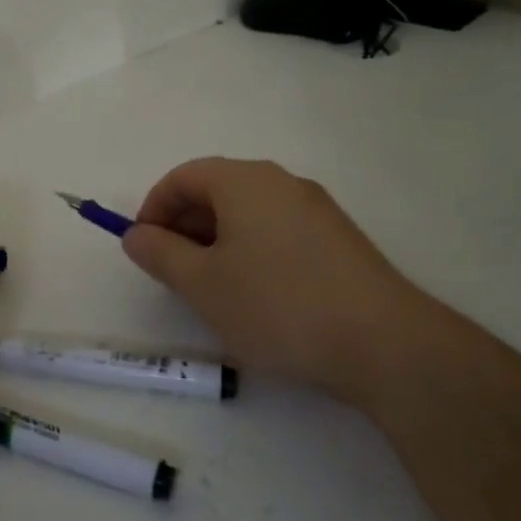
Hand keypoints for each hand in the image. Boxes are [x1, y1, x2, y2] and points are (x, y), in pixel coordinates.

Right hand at [120, 157, 430, 407]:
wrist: (384, 343)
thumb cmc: (276, 305)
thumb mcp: (201, 284)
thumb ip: (159, 253)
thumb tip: (136, 234)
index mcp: (244, 181)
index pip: (183, 177)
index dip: (153, 208)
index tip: (143, 248)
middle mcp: (282, 183)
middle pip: (216, 190)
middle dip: (184, 226)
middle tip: (172, 273)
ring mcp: (316, 210)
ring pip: (248, 213)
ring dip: (216, 242)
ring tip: (211, 290)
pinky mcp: (339, 240)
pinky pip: (277, 232)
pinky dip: (250, 251)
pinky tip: (255, 296)